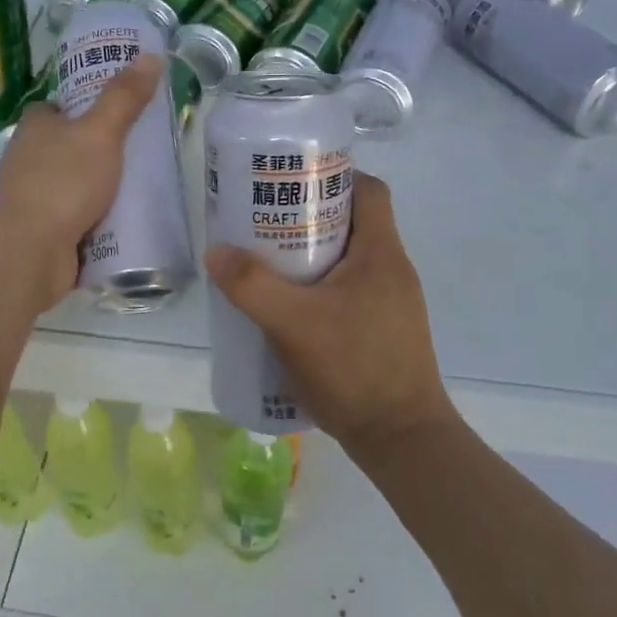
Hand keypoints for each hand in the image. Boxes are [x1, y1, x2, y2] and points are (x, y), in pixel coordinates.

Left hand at [0, 53, 163, 309]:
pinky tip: (128, 220)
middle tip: (144, 149)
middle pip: (69, 146)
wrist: (29, 252)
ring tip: (145, 185)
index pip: (57, 107)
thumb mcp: (100, 132)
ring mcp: (35, 198)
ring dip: (102, 187)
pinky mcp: (45, 232)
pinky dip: (99, 219)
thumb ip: (124, 97)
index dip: (84, 105)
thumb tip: (150, 55)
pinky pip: (78, 218)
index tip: (118, 109)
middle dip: (101, 149)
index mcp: (35, 127)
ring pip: (75, 184)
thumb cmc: (62, 182)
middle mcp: (29, 159)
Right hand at [204, 172, 456, 460]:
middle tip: (264, 224)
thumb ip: (251, 286)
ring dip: (309, 257)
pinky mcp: (380, 330)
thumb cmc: (354, 368)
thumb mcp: (293, 324)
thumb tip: (216, 250)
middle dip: (307, 218)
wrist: (400, 439)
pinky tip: (286, 309)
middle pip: (351, 223)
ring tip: (266, 264)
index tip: (291, 182)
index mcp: (381, 253)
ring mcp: (389, 303)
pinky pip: (346, 291)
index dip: (332, 177)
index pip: (368, 190)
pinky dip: (317, 289)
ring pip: (346, 260)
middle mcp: (391, 270)